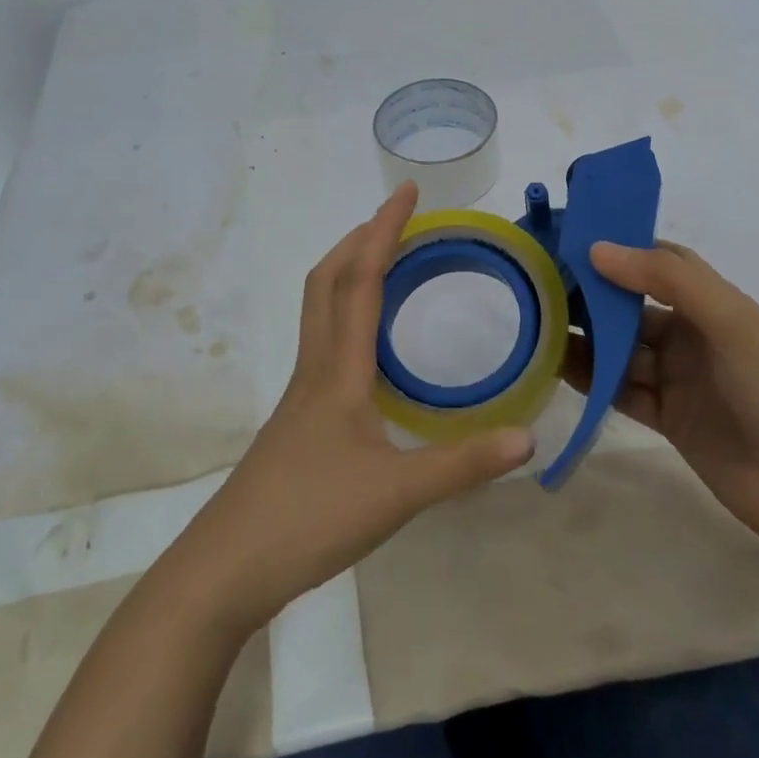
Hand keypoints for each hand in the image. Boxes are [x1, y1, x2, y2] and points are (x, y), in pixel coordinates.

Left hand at [173, 181, 534, 633]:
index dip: (384, 230)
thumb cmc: (309, 518)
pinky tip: (369, 344)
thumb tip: (530, 438)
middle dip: (360, 239)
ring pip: (319, 308)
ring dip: (349, 271)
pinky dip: (345, 313)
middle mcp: (316, 366)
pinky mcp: (298, 416)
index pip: (361, 279)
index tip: (407, 192)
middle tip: (398, 219)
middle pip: (327, 280)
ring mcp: (302, 391)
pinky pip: (322, 340)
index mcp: (339, 368)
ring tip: (385, 263)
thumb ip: (464, 465)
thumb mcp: (397, 494)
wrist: (228, 565)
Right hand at [566, 241, 758, 548]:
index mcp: (713, 304)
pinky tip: (558, 369)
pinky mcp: (669, 420)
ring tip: (539, 328)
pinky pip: (622, 391)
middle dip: (592, 297)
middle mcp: (693, 336)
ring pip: (621, 351)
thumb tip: (598, 249)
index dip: (619, 250)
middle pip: (632, 308)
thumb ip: (667, 280)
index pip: (659, 263)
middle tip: (540, 289)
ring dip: (586, 340)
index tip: (571, 243)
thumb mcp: (730, 322)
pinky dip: (593, 380)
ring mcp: (680, 379)